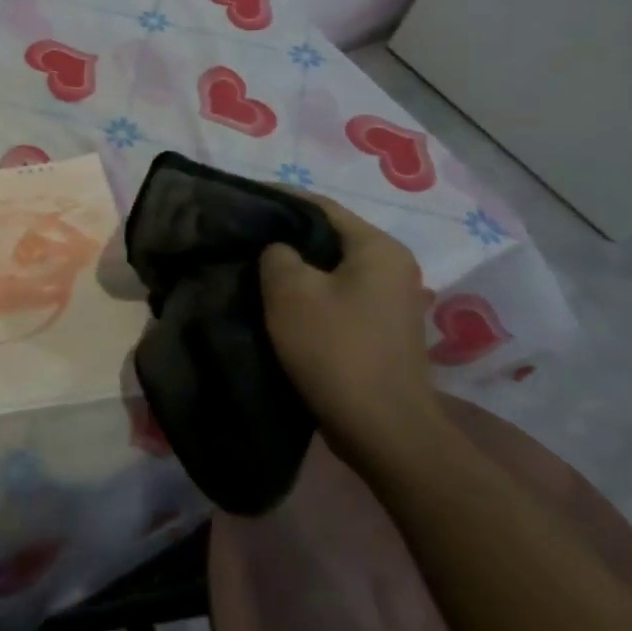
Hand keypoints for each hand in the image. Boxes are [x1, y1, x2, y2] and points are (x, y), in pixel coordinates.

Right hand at [259, 192, 441, 468]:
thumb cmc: (336, 349)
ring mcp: (389, 301)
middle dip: (283, 235)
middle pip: (326, 236)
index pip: (319, 205)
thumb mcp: (290, 290)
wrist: (383, 432)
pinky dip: (307, 294)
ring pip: (329, 268)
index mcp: (378, 247)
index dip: (276, 198)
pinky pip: (336, 295)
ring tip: (251, 268)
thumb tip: (278, 250)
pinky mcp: (379, 330)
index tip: (239, 200)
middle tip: (241, 235)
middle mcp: (392, 267)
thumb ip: (276, 253)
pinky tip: (277, 303)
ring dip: (293, 268)